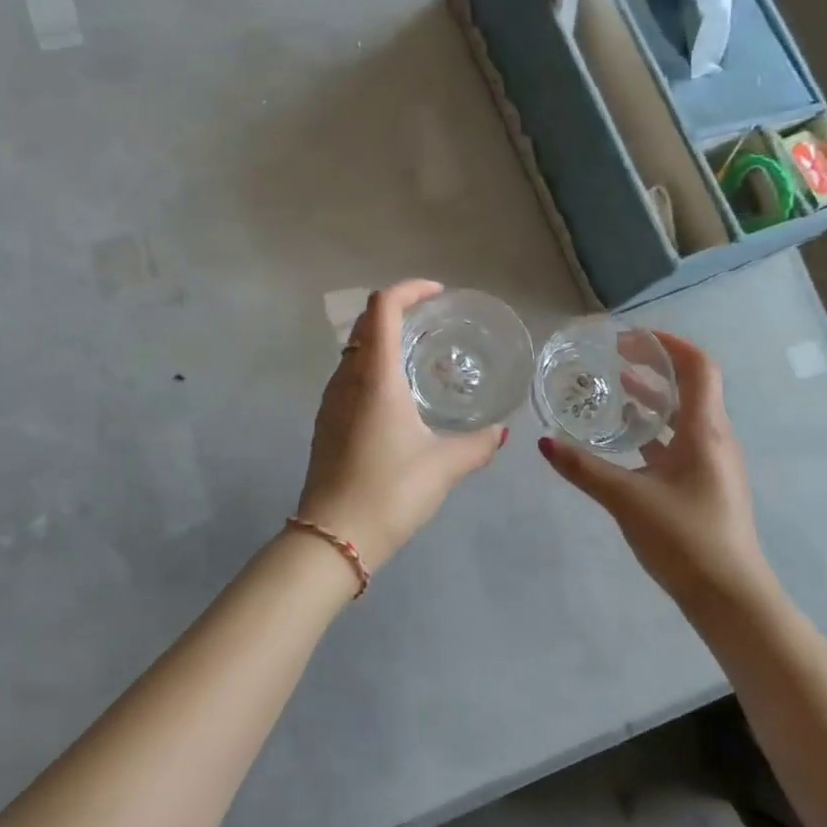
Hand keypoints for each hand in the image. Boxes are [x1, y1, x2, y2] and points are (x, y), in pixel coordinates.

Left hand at [296, 280, 507, 569]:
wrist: (333, 536)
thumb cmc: (390, 491)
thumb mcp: (444, 466)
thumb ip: (477, 444)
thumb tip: (501, 431)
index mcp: (375, 376)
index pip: (382, 308)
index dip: (409, 290)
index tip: (437, 294)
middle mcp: (347, 379)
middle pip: (364, 323)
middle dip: (397, 310)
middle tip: (432, 320)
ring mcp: (331, 401)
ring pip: (353, 350)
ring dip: (382, 340)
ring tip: (418, 356)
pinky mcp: (325, 423)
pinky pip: (349, 377)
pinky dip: (372, 368)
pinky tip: (397, 397)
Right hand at [538, 331, 773, 610]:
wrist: (730, 598)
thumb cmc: (685, 539)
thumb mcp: (627, 499)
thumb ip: (583, 469)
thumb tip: (543, 442)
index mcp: (705, 430)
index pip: (698, 367)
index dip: (667, 344)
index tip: (631, 339)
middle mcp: (714, 438)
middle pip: (690, 386)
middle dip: (654, 367)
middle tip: (615, 358)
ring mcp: (713, 463)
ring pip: (684, 415)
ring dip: (653, 398)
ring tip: (617, 389)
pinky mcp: (706, 485)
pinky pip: (681, 442)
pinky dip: (655, 429)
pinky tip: (627, 440)